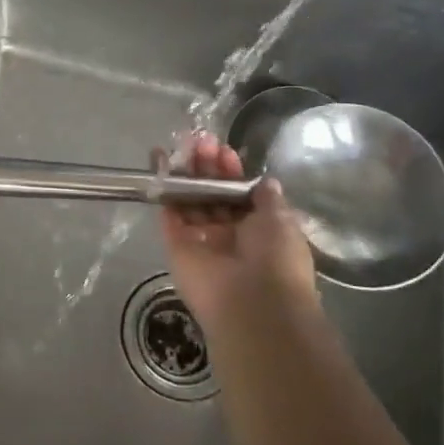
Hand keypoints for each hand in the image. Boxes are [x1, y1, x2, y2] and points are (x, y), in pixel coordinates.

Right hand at [161, 133, 319, 336]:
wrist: (252, 303)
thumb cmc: (276, 259)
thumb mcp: (281, 221)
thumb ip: (267, 199)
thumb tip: (265, 181)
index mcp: (258, 231)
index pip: (239, 194)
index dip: (232, 172)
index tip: (224, 151)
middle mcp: (228, 235)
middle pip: (212, 194)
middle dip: (207, 167)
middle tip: (201, 141)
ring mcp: (201, 240)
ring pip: (190, 201)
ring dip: (187, 173)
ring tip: (184, 145)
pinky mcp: (177, 246)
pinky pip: (168, 213)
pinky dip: (164, 187)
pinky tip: (161, 160)